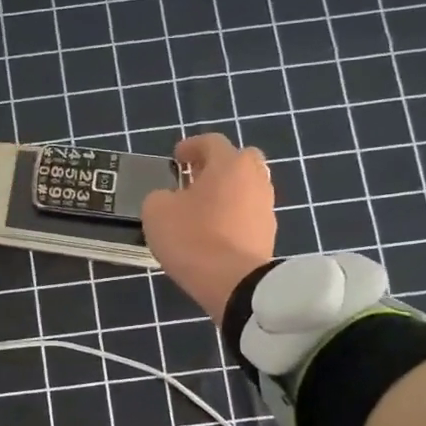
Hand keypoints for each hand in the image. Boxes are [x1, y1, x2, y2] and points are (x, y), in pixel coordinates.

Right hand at [142, 134, 276, 319]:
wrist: (234, 284)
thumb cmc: (193, 238)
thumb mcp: (156, 211)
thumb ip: (160, 196)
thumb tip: (170, 198)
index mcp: (229, 164)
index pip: (211, 142)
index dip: (191, 146)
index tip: (177, 158)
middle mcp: (254, 179)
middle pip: (240, 161)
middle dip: (218, 166)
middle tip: (196, 179)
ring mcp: (266, 207)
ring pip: (247, 189)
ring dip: (227, 193)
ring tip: (204, 209)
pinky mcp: (269, 235)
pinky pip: (249, 215)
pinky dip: (234, 216)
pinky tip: (216, 232)